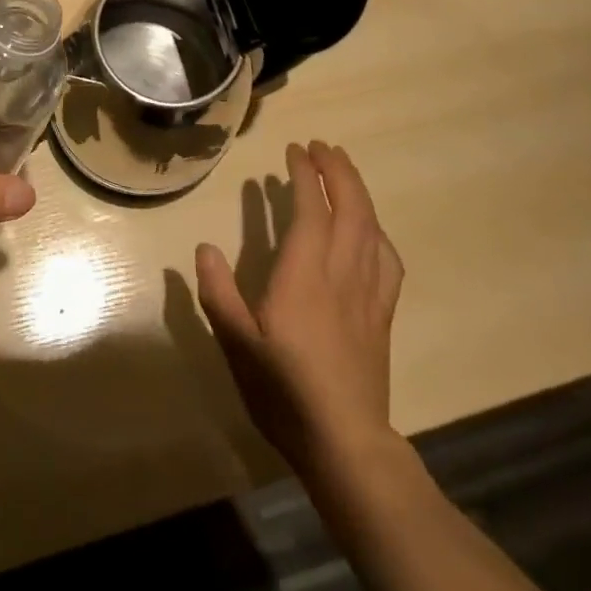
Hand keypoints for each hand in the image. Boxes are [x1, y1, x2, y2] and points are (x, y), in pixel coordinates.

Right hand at [196, 142, 402, 474]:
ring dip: (358, 191)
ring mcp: (367, 292)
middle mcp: (341, 272)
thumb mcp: (236, 342)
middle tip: (321, 147)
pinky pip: (387, 260)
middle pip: (350, 207)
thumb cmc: (284, 390)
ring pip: (371, 227)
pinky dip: (378, 232)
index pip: (310, 208)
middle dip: (337, 170)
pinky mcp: (382, 314)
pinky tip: (371, 230)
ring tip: (344, 170)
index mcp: (305, 273)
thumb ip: (218, 292)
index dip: (304, 174)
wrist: (345, 443)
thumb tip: (203, 247)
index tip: (295, 150)